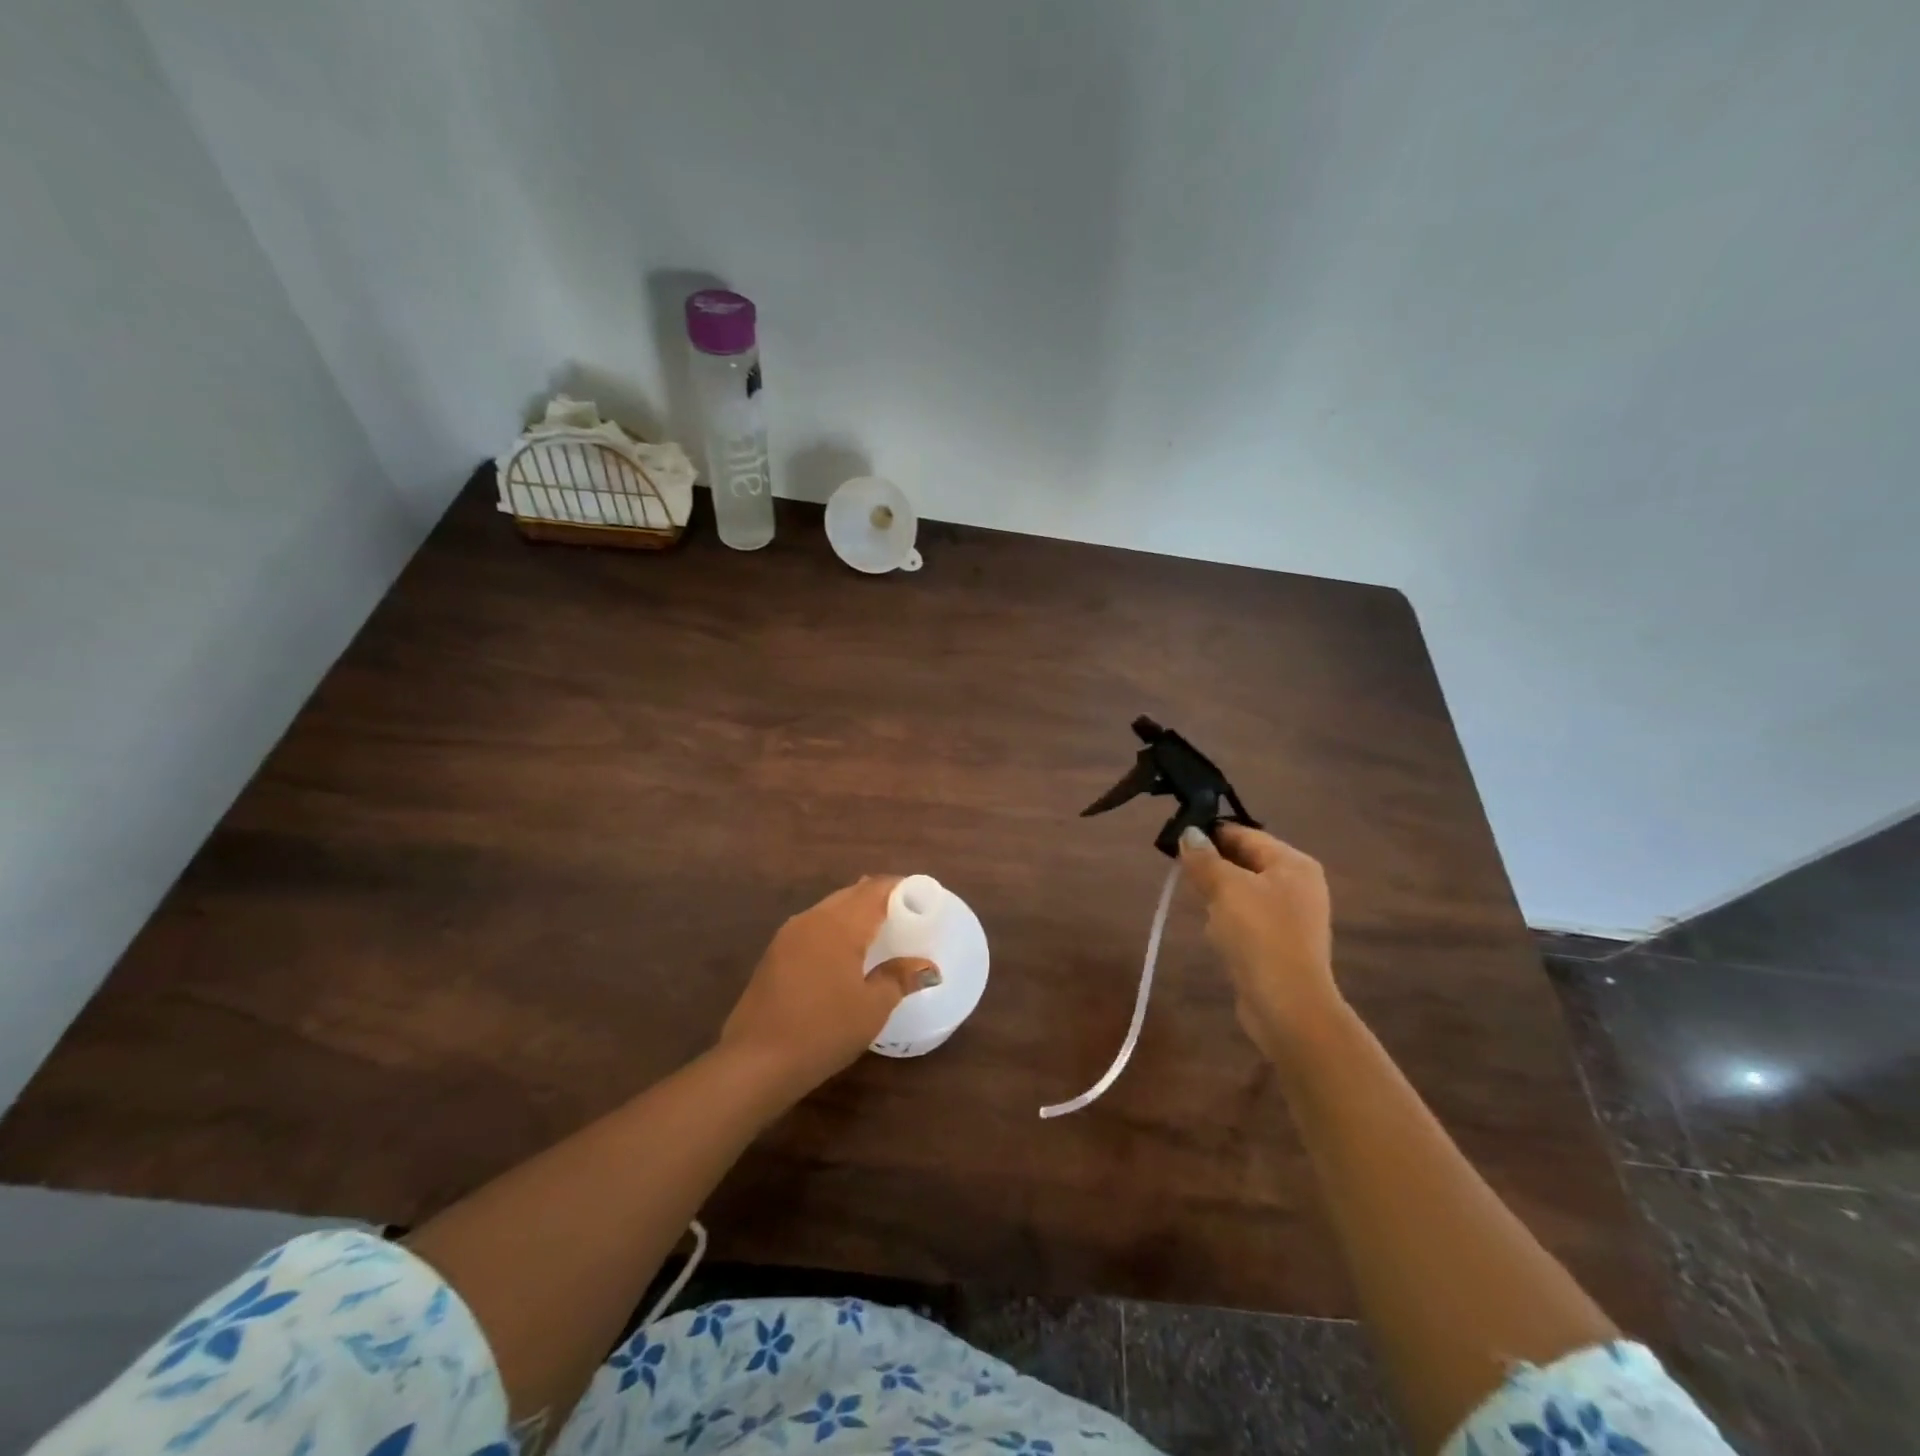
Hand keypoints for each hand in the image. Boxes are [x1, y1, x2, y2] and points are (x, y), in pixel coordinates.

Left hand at [719, 876, 941, 1095]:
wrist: (755, 1062)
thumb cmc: (823, 1031)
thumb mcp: (872, 1008)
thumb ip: (899, 978)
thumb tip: (926, 966)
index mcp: (840, 924)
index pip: (875, 889)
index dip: (901, 888)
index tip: (923, 898)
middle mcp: (813, 919)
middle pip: (852, 894)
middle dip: (879, 898)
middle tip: (906, 914)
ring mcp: (789, 934)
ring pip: (830, 908)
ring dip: (856, 912)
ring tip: (879, 930)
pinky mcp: (775, 953)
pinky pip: (814, 926)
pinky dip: (836, 928)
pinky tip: (845, 951)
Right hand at [1178, 824, 1341, 1060]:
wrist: (1287, 1005)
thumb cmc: (1259, 935)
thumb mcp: (1225, 888)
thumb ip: (1204, 858)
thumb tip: (1189, 833)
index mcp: (1293, 864)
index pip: (1246, 834)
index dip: (1211, 833)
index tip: (1176, 838)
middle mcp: (1298, 885)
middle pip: (1245, 862)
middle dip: (1212, 866)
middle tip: (1180, 870)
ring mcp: (1292, 917)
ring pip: (1243, 892)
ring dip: (1218, 896)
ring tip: (1197, 904)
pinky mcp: (1280, 944)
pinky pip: (1247, 919)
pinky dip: (1228, 921)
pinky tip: (1214, 933)